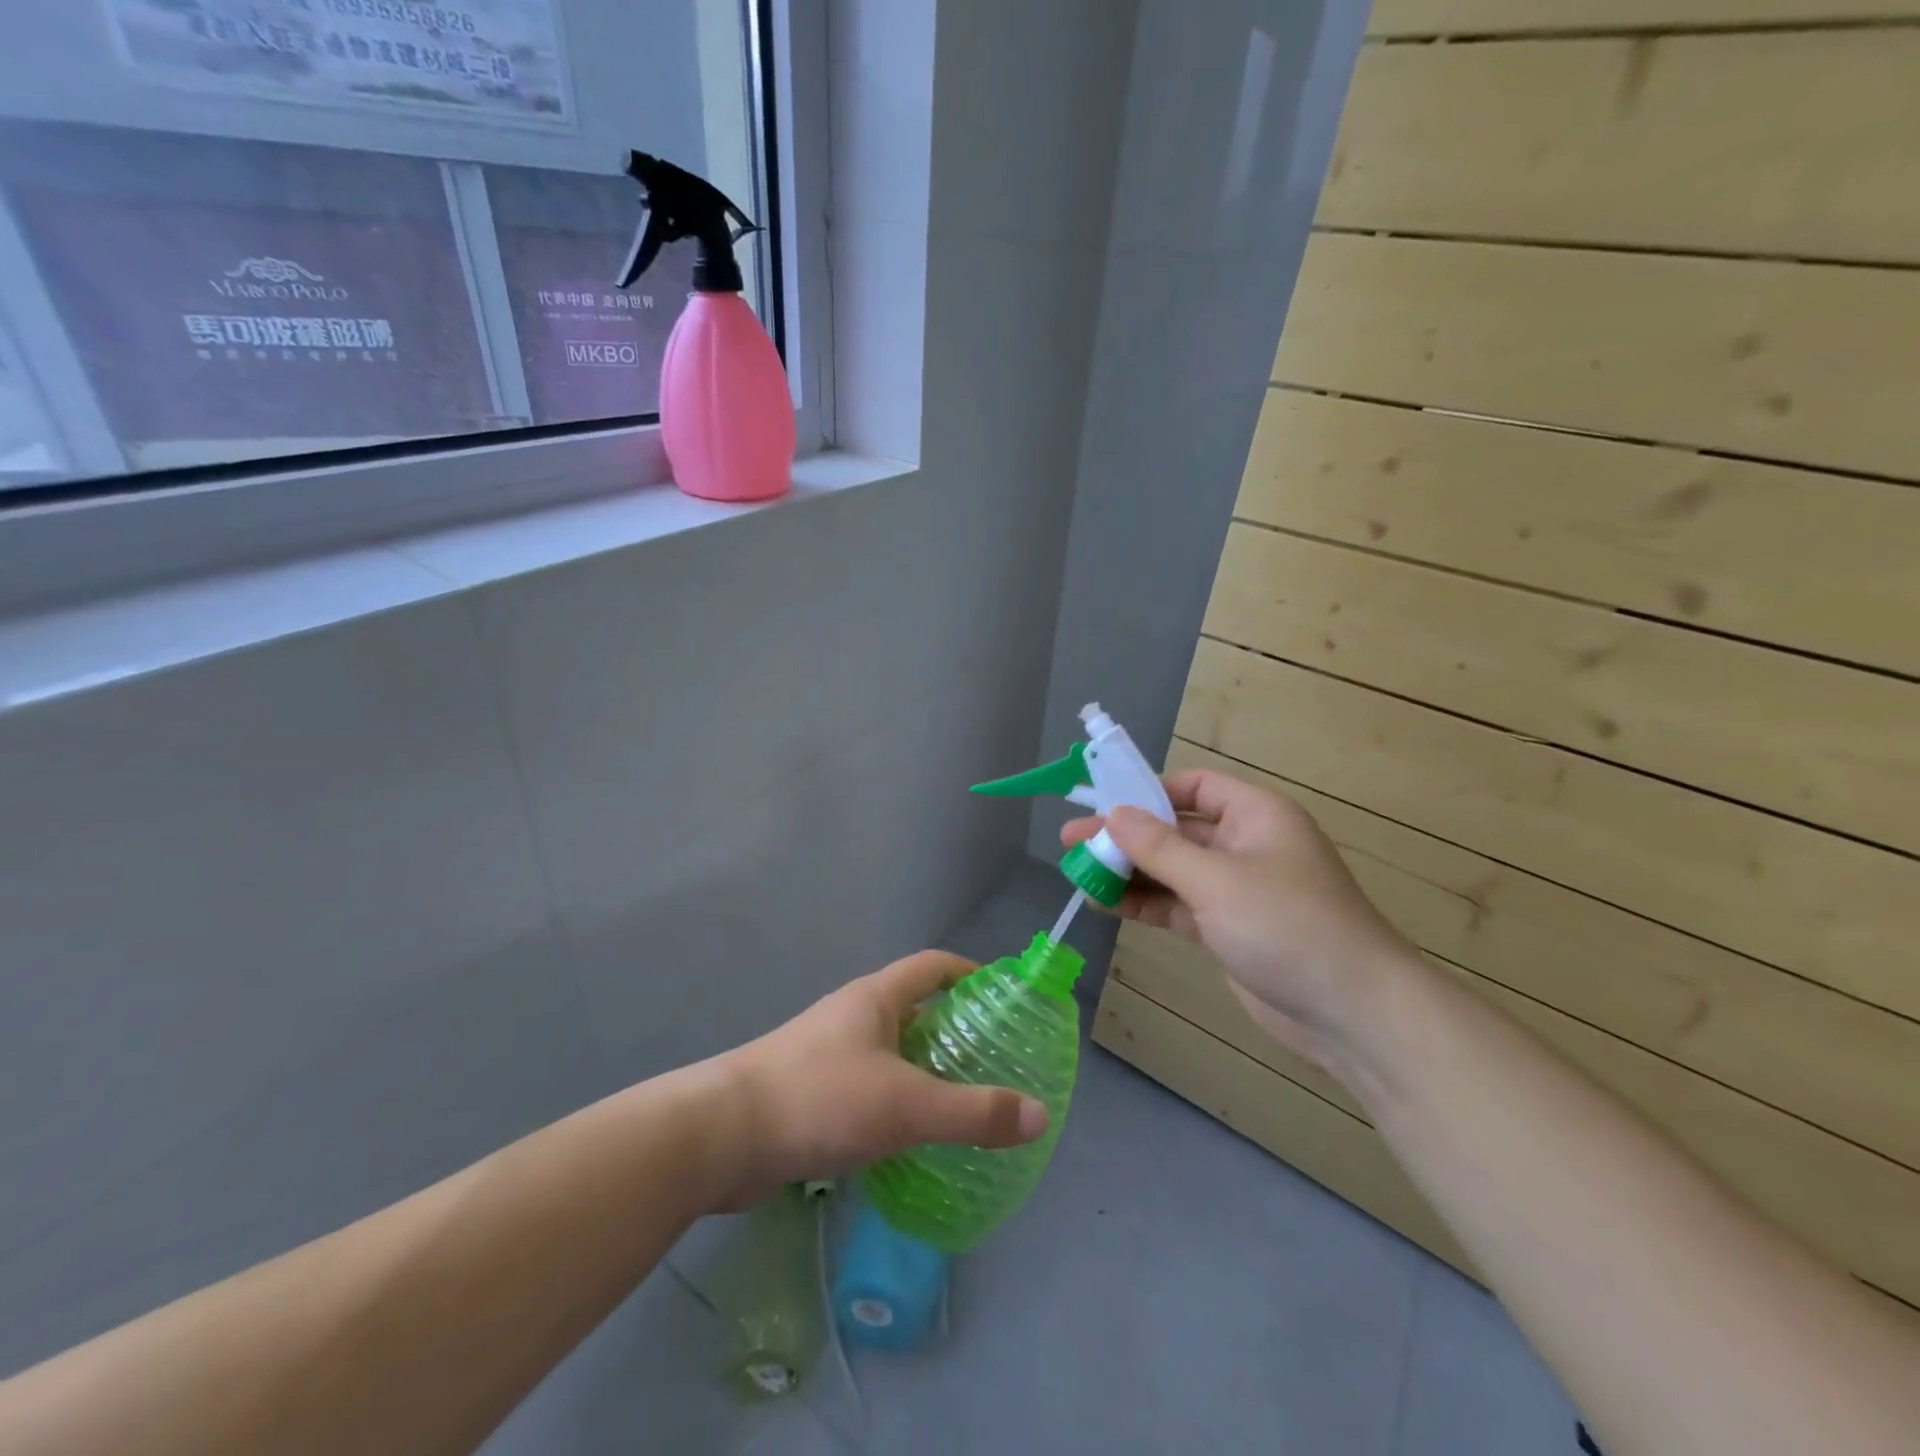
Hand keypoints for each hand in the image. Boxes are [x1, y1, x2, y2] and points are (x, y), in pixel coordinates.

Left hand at [709, 951, 1048, 1208]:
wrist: (721, 1136)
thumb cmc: (820, 1098)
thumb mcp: (906, 1105)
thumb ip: (973, 1113)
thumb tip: (1039, 1116)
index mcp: (876, 998)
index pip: (933, 966)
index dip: (970, 973)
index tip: (1003, 997)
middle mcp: (853, 1017)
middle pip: (914, 1010)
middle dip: (954, 1031)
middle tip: (995, 1062)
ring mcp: (828, 1055)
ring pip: (890, 1053)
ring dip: (925, 1071)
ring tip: (963, 1103)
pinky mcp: (811, 1094)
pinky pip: (868, 1089)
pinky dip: (896, 1104)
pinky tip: (913, 1140)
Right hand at [1063, 769, 1412, 1069]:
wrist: (1353, 1014)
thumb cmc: (1288, 926)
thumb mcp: (1216, 880)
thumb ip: (1160, 848)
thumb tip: (1114, 814)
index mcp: (1255, 815)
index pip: (1193, 787)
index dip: (1147, 790)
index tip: (1101, 802)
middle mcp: (1245, 845)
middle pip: (1175, 830)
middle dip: (1125, 836)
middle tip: (1070, 841)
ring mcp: (1236, 890)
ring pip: (1172, 870)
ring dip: (1129, 872)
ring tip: (1078, 873)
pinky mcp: (1228, 929)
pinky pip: (1177, 905)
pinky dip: (1144, 903)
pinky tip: (1104, 904)